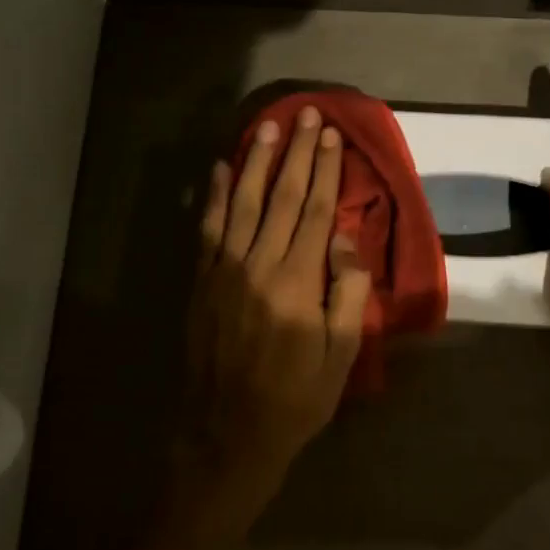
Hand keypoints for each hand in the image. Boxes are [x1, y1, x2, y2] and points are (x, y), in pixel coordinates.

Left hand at [179, 107, 372, 535]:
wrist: (227, 434)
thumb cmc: (296, 397)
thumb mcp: (342, 354)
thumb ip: (347, 291)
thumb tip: (345, 238)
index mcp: (298, 282)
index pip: (317, 210)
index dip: (327, 170)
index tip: (333, 136)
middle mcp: (259, 264)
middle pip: (283, 196)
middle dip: (297, 152)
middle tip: (307, 114)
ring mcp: (224, 270)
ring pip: (244, 202)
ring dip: (258, 161)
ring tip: (269, 126)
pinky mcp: (202, 281)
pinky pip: (209, 228)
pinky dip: (215, 195)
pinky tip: (221, 168)